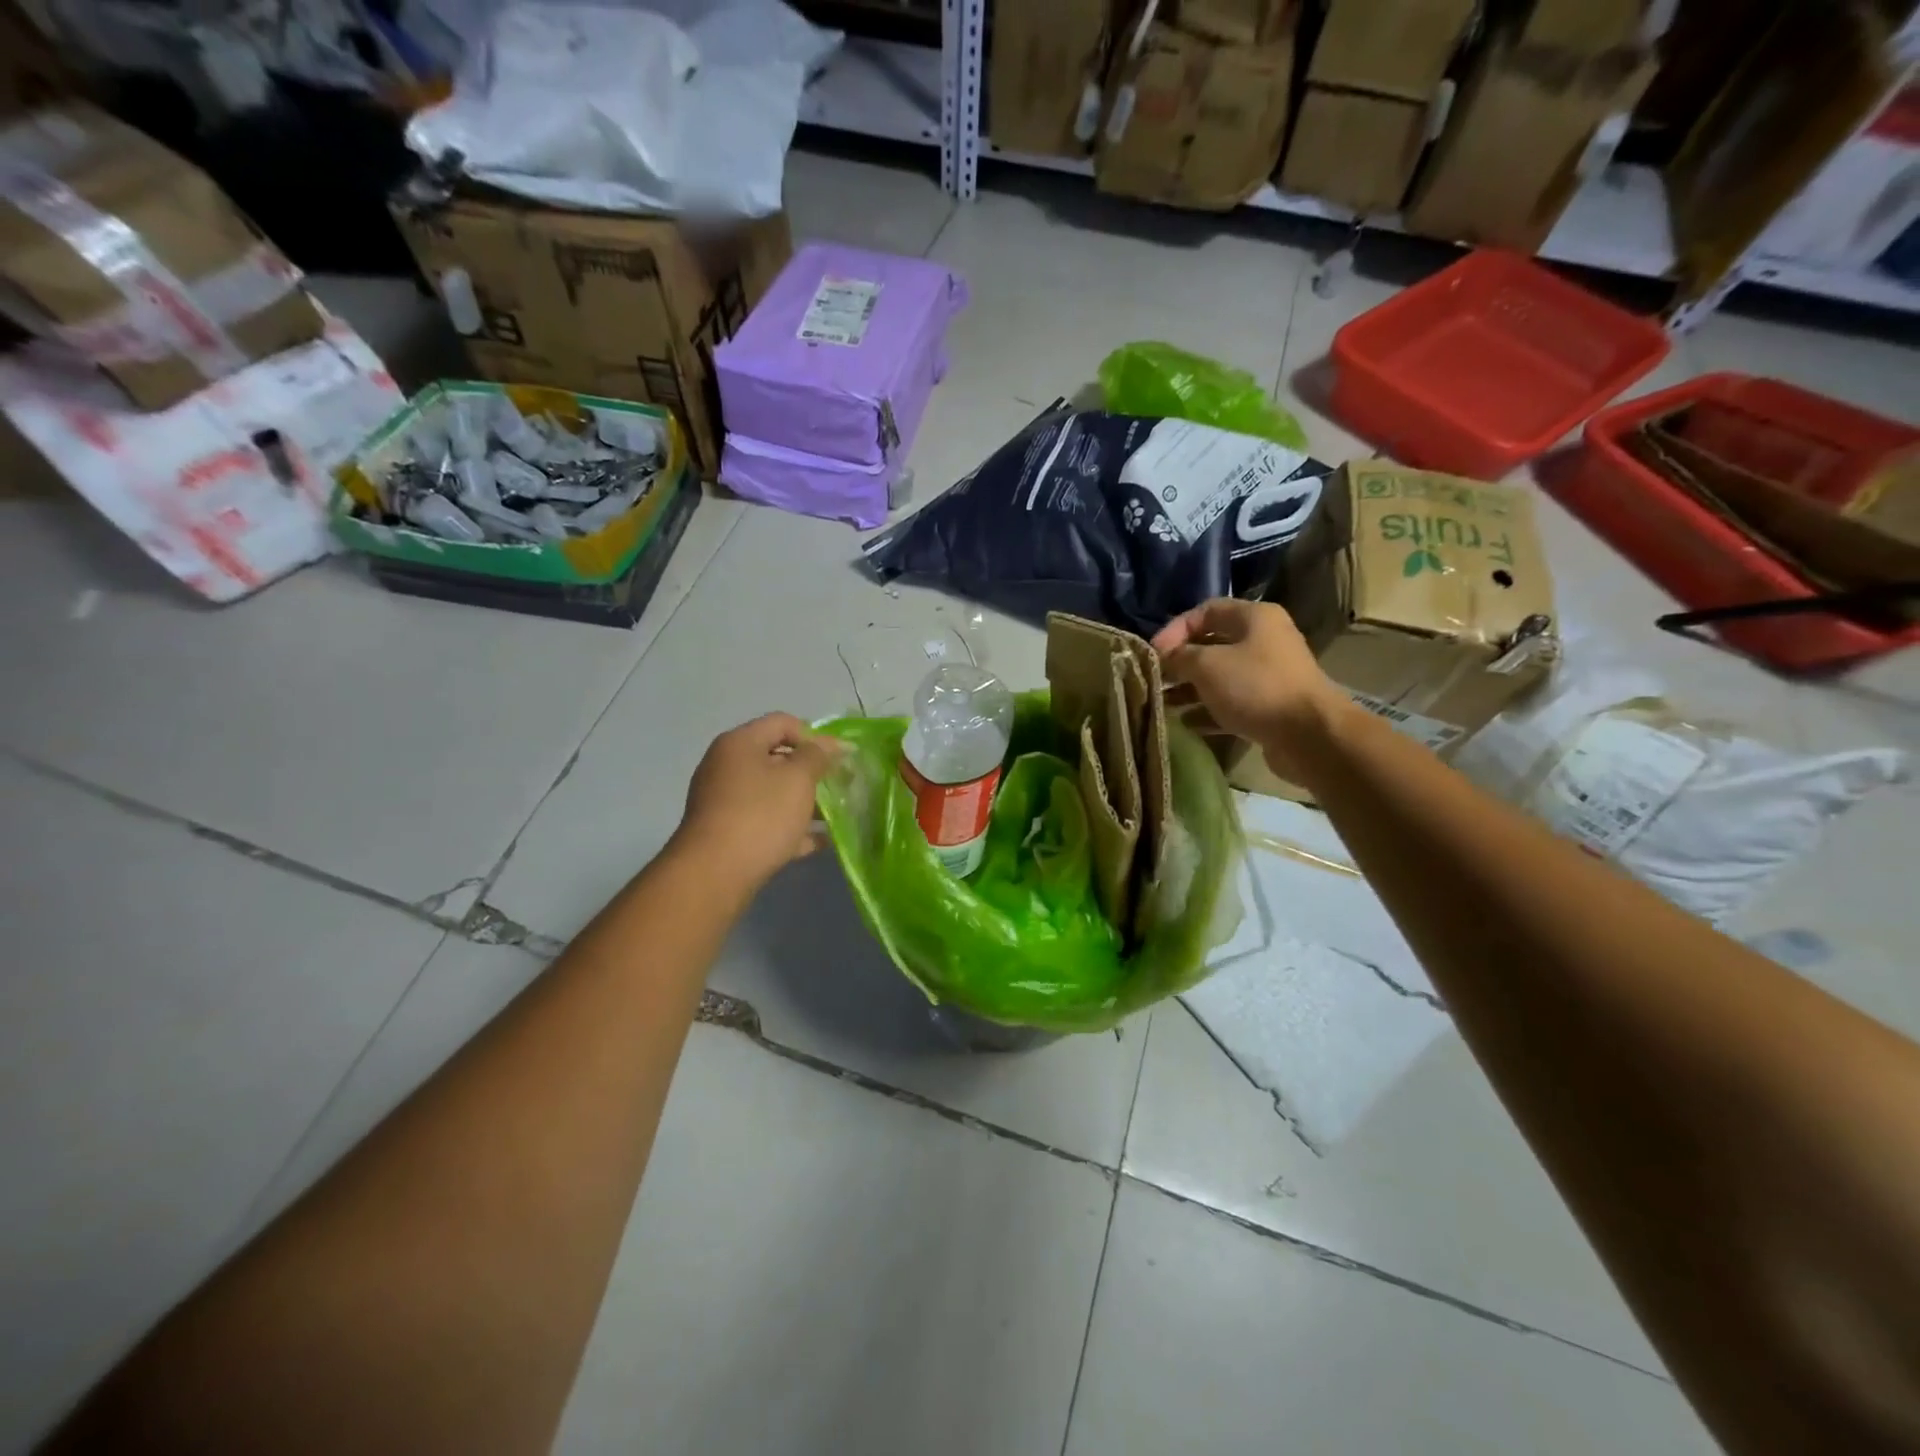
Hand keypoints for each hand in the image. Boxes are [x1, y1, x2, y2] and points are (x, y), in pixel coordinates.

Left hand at [671, 713, 840, 892]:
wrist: (714, 874)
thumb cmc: (760, 815)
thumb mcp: (798, 779)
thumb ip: (817, 756)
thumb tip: (828, 745)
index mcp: (740, 744)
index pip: (783, 723)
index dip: (815, 736)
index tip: (840, 759)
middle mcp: (727, 766)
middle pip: (777, 758)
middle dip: (811, 771)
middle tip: (840, 786)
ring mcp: (724, 801)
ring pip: (773, 793)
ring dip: (804, 801)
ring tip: (835, 816)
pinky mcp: (727, 833)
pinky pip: (765, 821)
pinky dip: (790, 827)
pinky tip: (819, 842)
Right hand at [1152, 599, 1344, 781]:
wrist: (1308, 735)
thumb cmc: (1255, 687)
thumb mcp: (1207, 665)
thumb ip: (1180, 656)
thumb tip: (1164, 657)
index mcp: (1254, 618)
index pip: (1205, 611)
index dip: (1175, 628)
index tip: (1152, 653)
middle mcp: (1264, 641)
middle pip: (1212, 644)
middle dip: (1180, 661)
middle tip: (1154, 679)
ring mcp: (1268, 675)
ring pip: (1220, 676)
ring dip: (1189, 688)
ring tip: (1162, 703)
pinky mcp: (1269, 706)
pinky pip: (1231, 703)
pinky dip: (1207, 710)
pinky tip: (1185, 723)